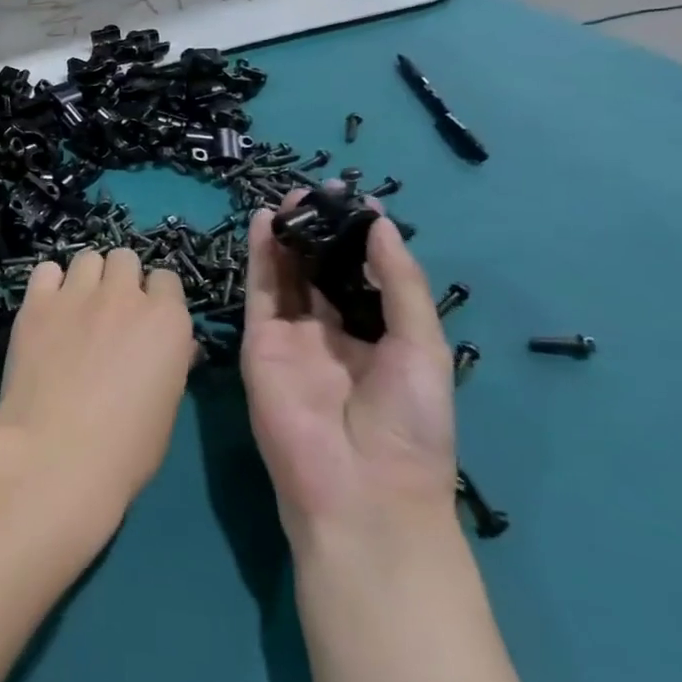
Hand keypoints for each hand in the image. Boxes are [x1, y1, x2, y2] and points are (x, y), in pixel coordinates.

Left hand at [0, 249, 195, 513]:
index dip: (156, 297)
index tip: (146, 319)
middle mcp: (125, 296)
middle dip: (121, 278)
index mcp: (167, 320)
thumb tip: (174, 346)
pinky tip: (48, 308)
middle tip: (111, 310)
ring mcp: (77, 294)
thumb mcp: (167, 405)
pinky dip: (50, 283)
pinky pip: (47, 270)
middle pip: (125, 259)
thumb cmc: (126, 447)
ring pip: (88, 257)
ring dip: (88, 277)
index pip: (167, 279)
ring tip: (78, 305)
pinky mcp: (36, 302)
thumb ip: (171, 362)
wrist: (56, 452)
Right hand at [239, 197, 455, 555]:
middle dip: (320, 232)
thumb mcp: (422, 346)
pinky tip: (267, 223)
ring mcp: (292, 335)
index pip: (364, 278)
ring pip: (287, 274)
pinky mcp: (259, 340)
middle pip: (321, 271)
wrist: (358, 487)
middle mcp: (332, 332)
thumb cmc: (408, 423)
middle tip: (318, 194)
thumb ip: (400, 284)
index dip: (361, 241)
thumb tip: (383, 226)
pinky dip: (261, 255)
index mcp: (377, 338)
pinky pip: (260, 290)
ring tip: (292, 199)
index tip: (360, 202)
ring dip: (288, 236)